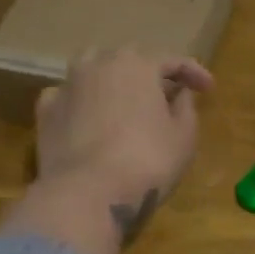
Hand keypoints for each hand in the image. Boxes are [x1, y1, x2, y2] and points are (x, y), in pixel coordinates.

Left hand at [35, 48, 213, 242]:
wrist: (87, 193)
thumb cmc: (146, 162)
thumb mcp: (183, 137)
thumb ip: (186, 108)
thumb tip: (179, 94)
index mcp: (138, 64)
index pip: (172, 60)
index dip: (194, 72)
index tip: (208, 89)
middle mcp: (99, 63)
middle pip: (130, 60)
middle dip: (150, 74)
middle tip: (166, 95)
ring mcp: (67, 84)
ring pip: (92, 70)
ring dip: (111, 80)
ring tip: (123, 100)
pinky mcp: (45, 110)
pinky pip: (68, 96)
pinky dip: (81, 102)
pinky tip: (88, 118)